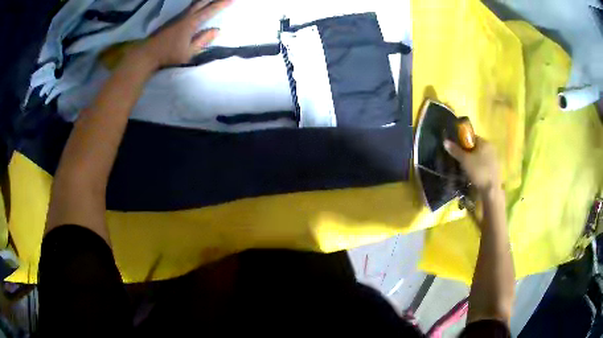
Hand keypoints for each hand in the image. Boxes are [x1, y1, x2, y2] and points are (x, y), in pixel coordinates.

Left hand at [137, 0, 232, 68]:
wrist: (147, 53)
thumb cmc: (169, 55)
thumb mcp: (188, 52)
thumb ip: (202, 41)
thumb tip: (217, 30)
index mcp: (191, 24)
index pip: (209, 11)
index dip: (221, 4)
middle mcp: (185, 17)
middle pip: (201, 3)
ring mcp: (178, 17)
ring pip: (194, 4)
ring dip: (204, 0)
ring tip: (211, 0)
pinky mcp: (172, 20)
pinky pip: (188, 8)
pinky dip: (197, 4)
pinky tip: (198, 4)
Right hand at [444, 136, 501, 194]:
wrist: (491, 190)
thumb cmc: (478, 171)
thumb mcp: (464, 160)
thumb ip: (455, 150)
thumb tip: (445, 141)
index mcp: (485, 142)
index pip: (472, 138)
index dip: (464, 144)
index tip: (459, 152)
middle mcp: (492, 147)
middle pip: (477, 147)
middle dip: (470, 152)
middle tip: (462, 161)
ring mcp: (496, 158)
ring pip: (482, 156)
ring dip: (476, 160)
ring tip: (468, 170)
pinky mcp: (497, 168)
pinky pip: (487, 164)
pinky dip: (481, 167)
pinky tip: (476, 175)